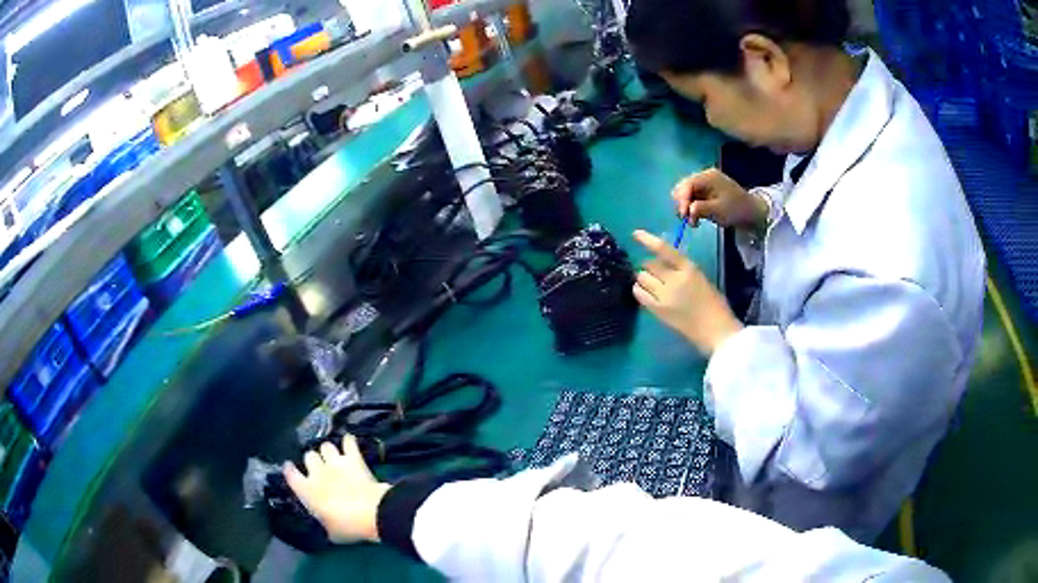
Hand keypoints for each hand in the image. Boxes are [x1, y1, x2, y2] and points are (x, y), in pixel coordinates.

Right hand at [285, 435, 391, 543]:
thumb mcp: (331, 532)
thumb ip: (323, 521)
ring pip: (325, 446)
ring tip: (334, 457)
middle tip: (320, 468)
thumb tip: (325, 522)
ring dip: (329, 451)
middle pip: (308, 456)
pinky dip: (349, 442)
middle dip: (313, 460)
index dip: (290, 470)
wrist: (372, 513)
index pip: (290, 473)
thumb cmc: (348, 527)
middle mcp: (316, 472)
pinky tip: (350, 443)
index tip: (291, 469)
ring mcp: (335, 462)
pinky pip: (348, 442)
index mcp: (306, 490)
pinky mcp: (353, 458)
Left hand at [632, 230, 742, 354]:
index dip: (648, 240)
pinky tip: (646, 292)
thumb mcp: (700, 278)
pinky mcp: (657, 310)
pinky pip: (639, 294)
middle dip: (650, 266)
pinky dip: (639, 290)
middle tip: (656, 273)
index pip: (664, 249)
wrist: (715, 330)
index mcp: (688, 268)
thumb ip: (681, 269)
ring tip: (651, 284)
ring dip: (644, 277)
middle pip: (649, 264)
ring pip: (641, 277)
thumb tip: (662, 263)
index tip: (636, 234)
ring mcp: (663, 295)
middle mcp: (673, 279)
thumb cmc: (714, 304)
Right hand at [672, 168, 768, 229]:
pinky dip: (690, 208)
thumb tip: (687, 211)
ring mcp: (703, 184)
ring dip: (685, 207)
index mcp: (707, 177)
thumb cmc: (736, 210)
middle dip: (682, 203)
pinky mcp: (704, 192)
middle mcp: (703, 177)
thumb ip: (701, 209)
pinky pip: (690, 198)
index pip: (687, 185)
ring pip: (684, 194)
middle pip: (682, 187)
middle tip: (687, 219)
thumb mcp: (719, 211)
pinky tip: (696, 218)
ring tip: (693, 221)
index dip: (682, 200)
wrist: (751, 211)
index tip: (683, 216)